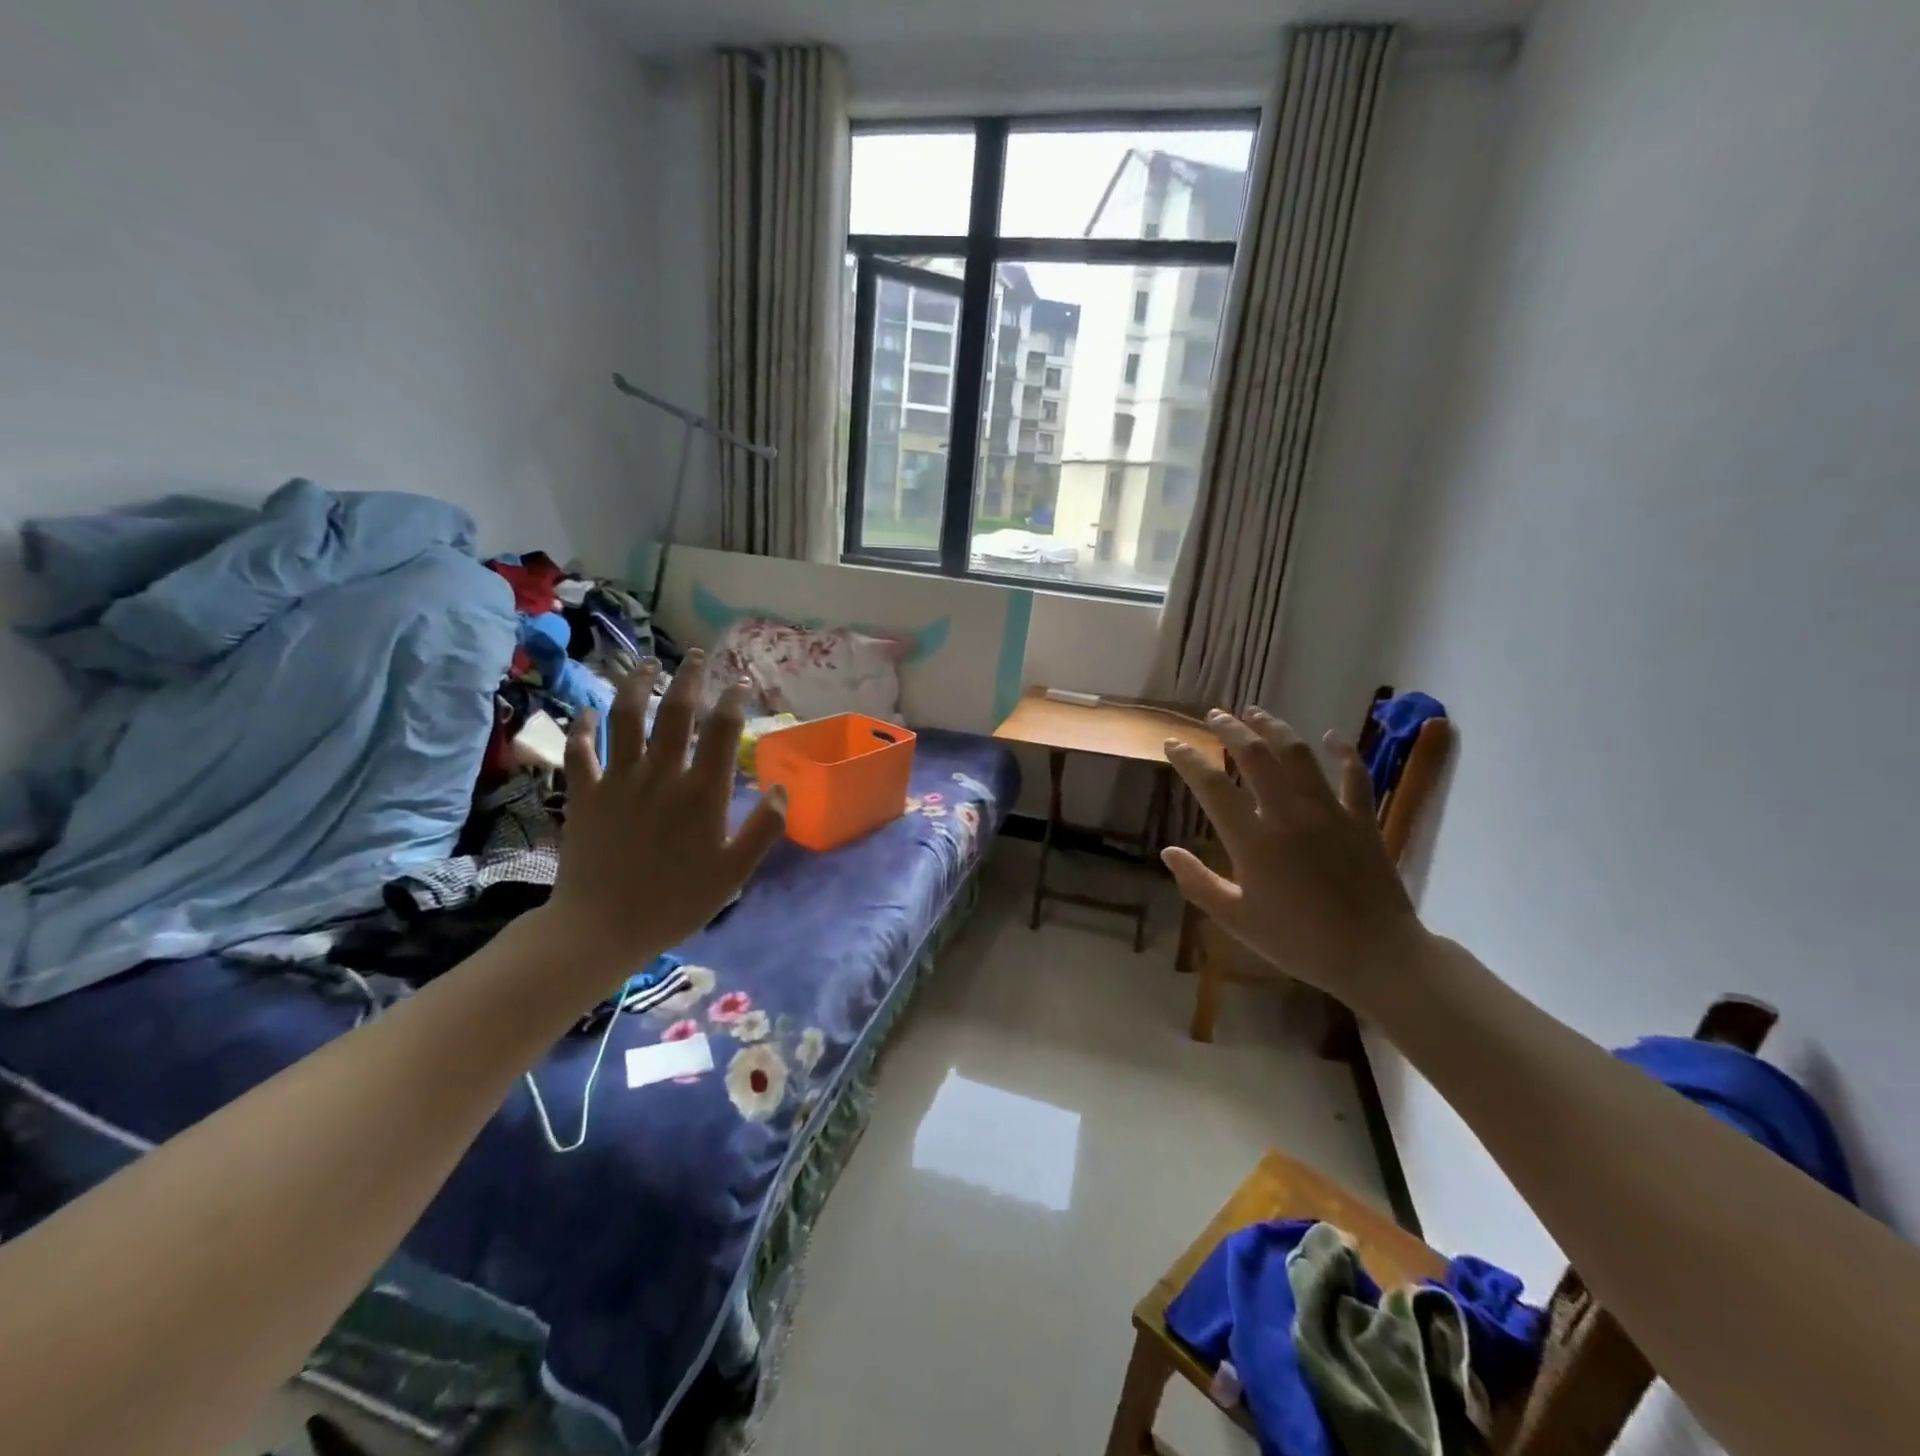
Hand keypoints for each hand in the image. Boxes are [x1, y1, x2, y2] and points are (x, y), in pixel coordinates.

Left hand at [542, 652, 784, 986]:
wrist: (601, 928)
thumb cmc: (676, 902)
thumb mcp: (734, 873)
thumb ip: (763, 829)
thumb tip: (781, 788)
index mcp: (702, 792)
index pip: (722, 730)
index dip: (734, 699)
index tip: (742, 683)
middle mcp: (661, 774)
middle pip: (675, 710)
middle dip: (688, 676)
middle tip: (696, 655)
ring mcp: (618, 780)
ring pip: (625, 717)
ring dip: (636, 684)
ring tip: (646, 663)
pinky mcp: (584, 793)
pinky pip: (579, 750)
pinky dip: (580, 727)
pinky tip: (584, 711)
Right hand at [1161, 710, 1425, 1006]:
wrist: (1376, 956)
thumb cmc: (1299, 941)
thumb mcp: (1237, 920)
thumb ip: (1198, 883)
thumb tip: (1168, 852)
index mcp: (1252, 840)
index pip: (1211, 785)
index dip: (1188, 759)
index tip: (1173, 743)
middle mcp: (1288, 814)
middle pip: (1256, 755)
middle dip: (1231, 729)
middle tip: (1215, 716)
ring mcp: (1329, 812)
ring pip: (1299, 754)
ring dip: (1275, 728)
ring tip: (1257, 713)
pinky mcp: (1362, 819)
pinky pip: (1354, 775)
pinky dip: (1342, 752)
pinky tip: (1331, 737)